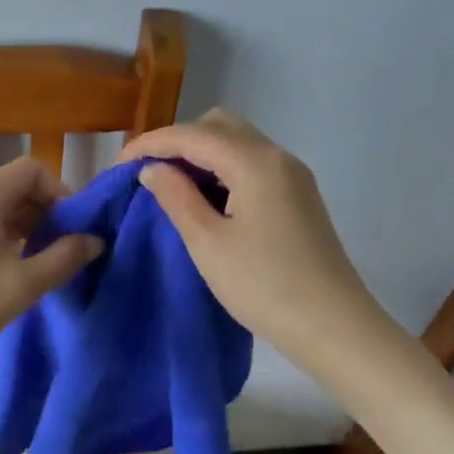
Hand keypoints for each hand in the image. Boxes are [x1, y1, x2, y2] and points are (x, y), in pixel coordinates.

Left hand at [0, 157, 104, 375]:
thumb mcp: (23, 286)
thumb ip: (64, 258)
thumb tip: (94, 240)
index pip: (31, 169)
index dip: (60, 191)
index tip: (73, 227)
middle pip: (14, 187)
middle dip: (45, 211)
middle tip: (63, 248)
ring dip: (24, 226)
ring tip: (41, 262)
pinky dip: (1, 237)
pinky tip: (8, 271)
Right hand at [119, 109, 376, 370]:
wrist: (334, 327)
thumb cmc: (264, 286)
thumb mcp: (208, 243)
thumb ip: (176, 197)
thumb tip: (153, 169)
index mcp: (254, 162)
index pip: (192, 135)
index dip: (151, 144)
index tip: (119, 166)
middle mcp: (277, 156)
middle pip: (218, 126)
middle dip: (178, 141)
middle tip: (149, 173)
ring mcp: (293, 175)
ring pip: (238, 142)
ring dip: (201, 154)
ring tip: (173, 186)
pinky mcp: (299, 195)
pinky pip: (253, 163)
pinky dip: (223, 168)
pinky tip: (208, 198)